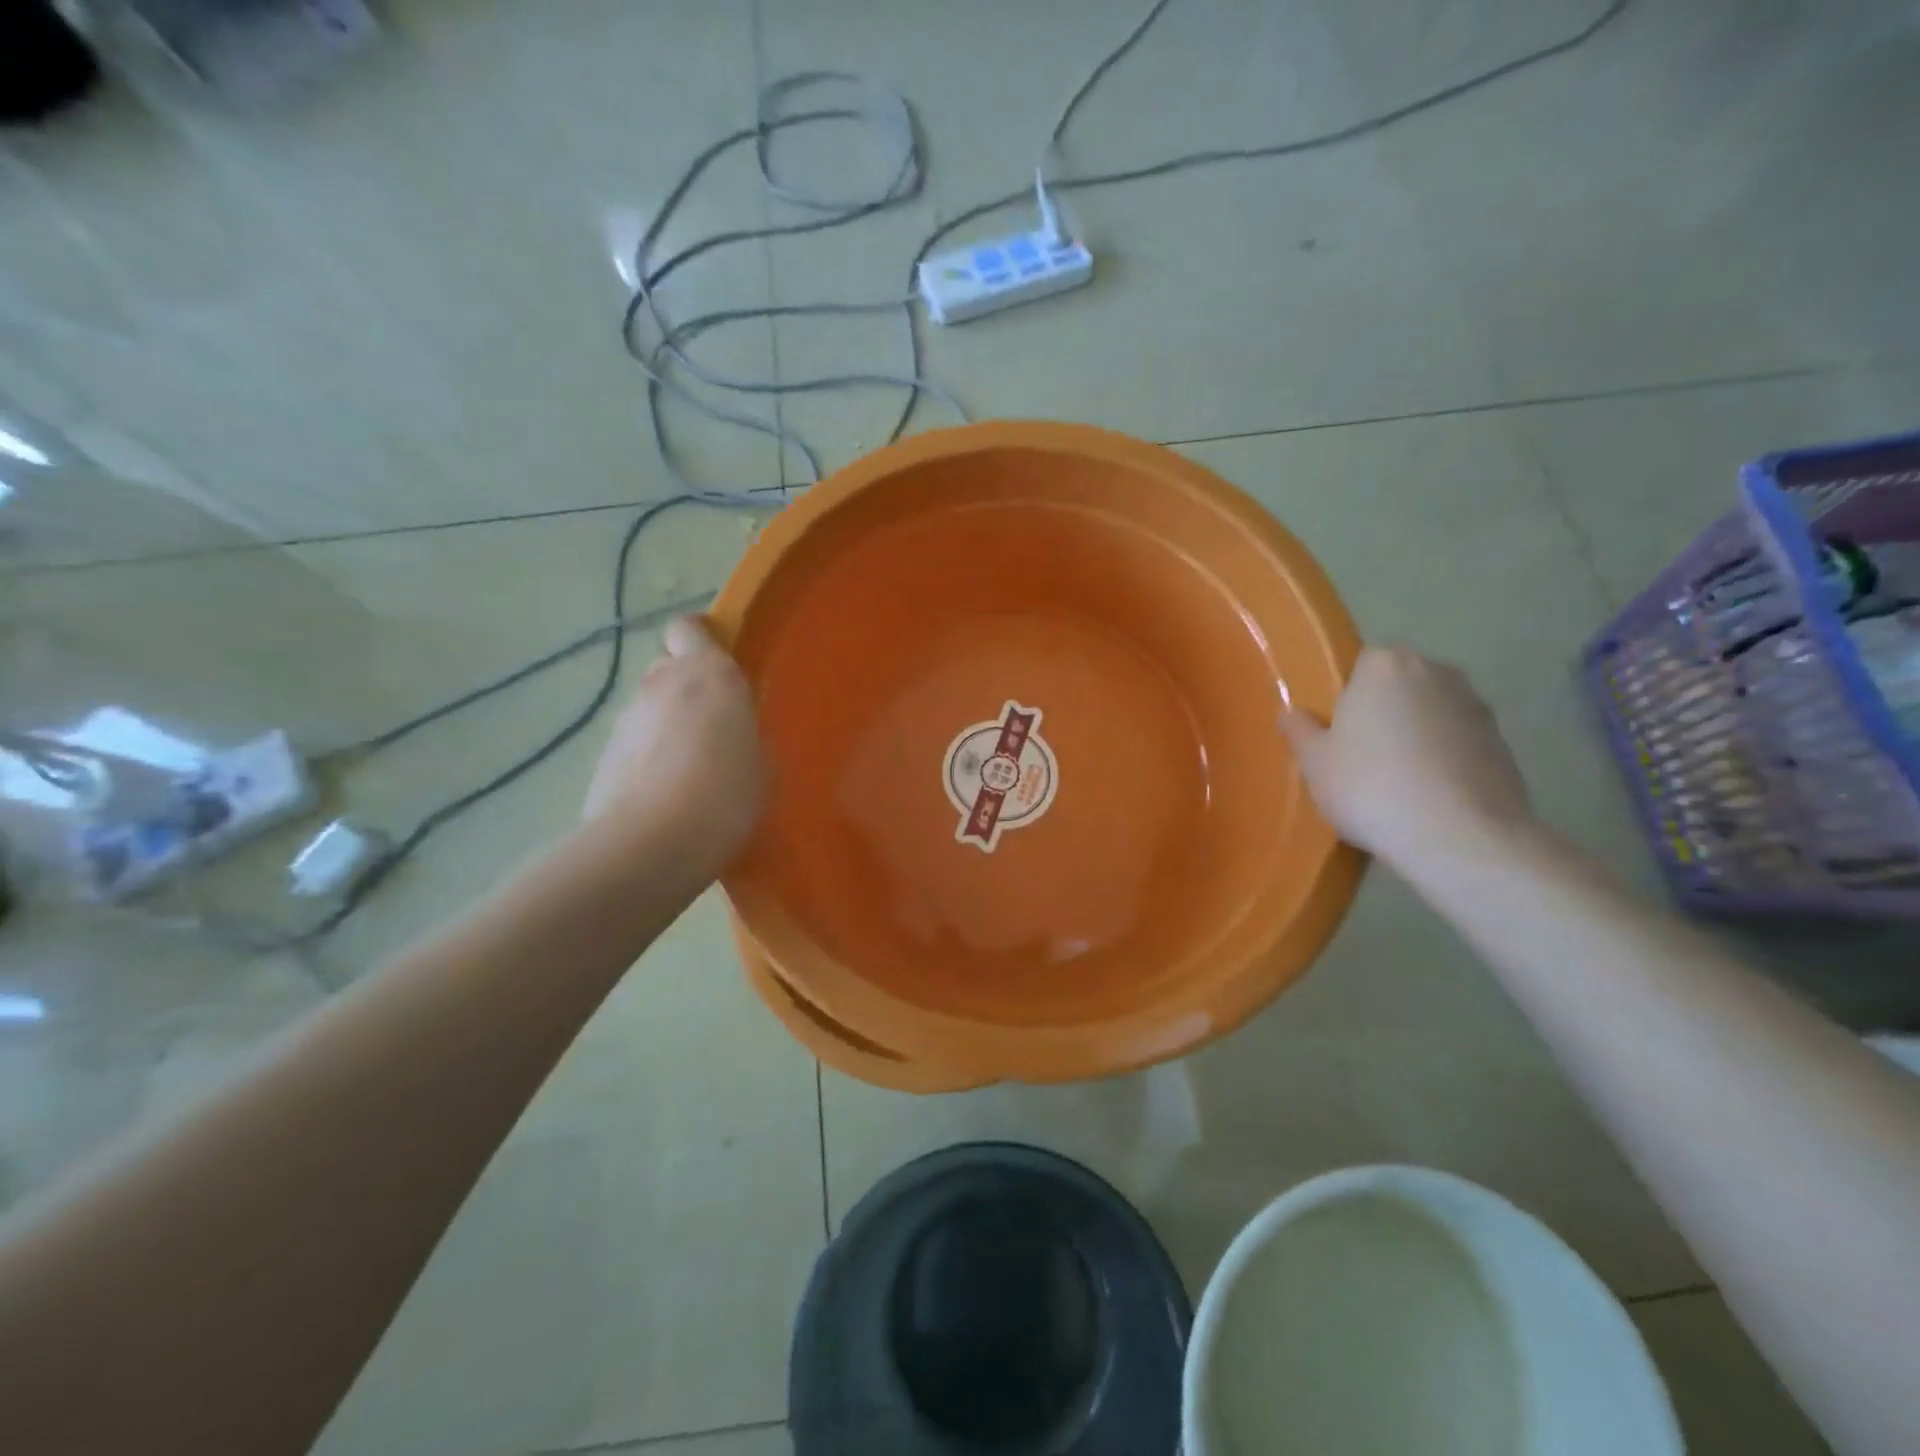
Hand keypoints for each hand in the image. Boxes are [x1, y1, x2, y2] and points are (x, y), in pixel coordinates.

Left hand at [584, 617, 765, 875]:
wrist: (654, 843)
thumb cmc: (728, 794)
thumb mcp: (762, 762)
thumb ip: (745, 733)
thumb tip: (731, 734)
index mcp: (709, 674)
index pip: (689, 629)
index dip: (699, 640)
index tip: (717, 663)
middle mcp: (661, 684)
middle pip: (667, 668)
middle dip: (685, 687)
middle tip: (710, 724)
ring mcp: (625, 720)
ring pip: (648, 709)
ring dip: (665, 726)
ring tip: (688, 771)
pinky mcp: (601, 756)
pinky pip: (632, 746)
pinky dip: (646, 760)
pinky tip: (664, 796)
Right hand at [1279, 646, 1534, 871]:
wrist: (1460, 837)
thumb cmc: (1370, 787)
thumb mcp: (1314, 763)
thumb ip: (1300, 731)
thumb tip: (1293, 714)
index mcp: (1385, 665)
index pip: (1360, 664)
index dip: (1346, 697)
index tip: (1337, 731)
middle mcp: (1435, 672)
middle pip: (1398, 685)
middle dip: (1383, 711)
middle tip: (1360, 757)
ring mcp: (1476, 706)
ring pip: (1430, 713)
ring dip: (1415, 735)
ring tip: (1396, 783)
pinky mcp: (1503, 743)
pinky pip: (1457, 742)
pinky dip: (1443, 760)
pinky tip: (1427, 798)